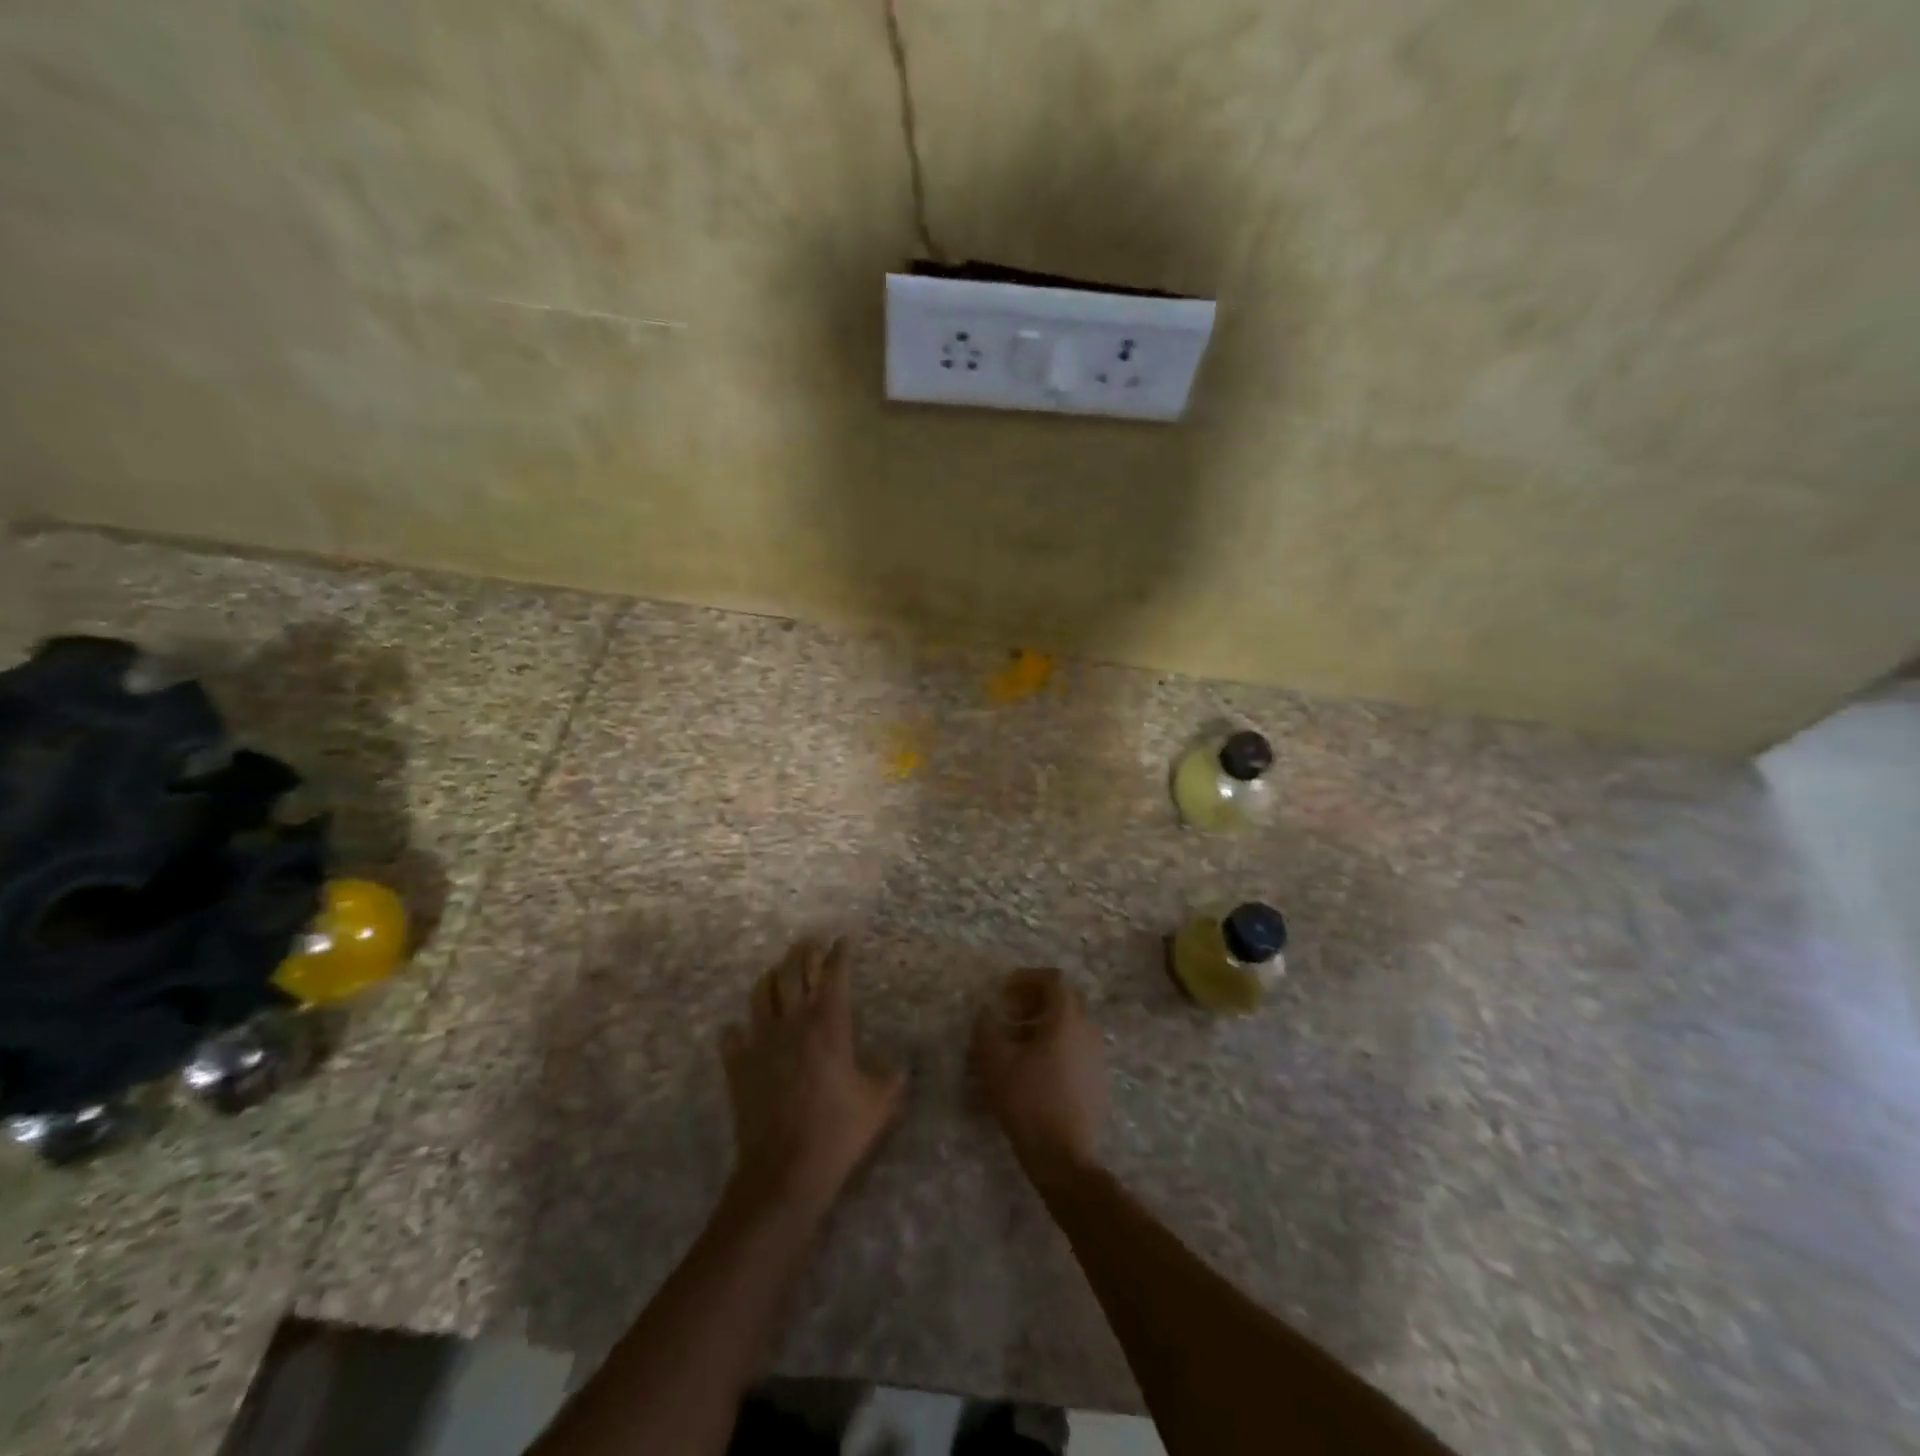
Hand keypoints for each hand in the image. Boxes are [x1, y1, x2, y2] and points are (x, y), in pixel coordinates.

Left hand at [721, 938, 903, 1212]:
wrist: (785, 1170)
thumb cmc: (838, 1131)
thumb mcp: (880, 1102)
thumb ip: (892, 1076)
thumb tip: (899, 1065)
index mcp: (830, 1024)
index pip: (833, 974)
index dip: (838, 953)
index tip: (842, 940)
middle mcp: (793, 1022)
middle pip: (793, 972)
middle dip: (803, 952)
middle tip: (810, 942)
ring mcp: (761, 1042)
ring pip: (761, 994)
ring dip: (771, 977)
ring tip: (778, 970)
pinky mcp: (738, 1065)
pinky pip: (732, 1035)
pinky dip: (737, 1027)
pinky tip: (742, 1029)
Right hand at [971, 968, 1108, 1183]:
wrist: (1062, 1155)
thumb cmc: (1027, 1101)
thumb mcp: (994, 1062)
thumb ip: (987, 1028)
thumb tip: (987, 1012)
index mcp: (1066, 1019)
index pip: (1053, 980)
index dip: (1028, 978)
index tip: (1006, 990)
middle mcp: (1088, 1030)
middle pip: (1066, 999)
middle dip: (1037, 999)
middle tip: (1012, 1013)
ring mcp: (1097, 1056)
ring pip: (1073, 1024)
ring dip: (1047, 1023)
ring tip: (1020, 1042)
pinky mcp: (1098, 1079)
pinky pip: (1078, 1047)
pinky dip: (1058, 1044)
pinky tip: (1038, 1068)